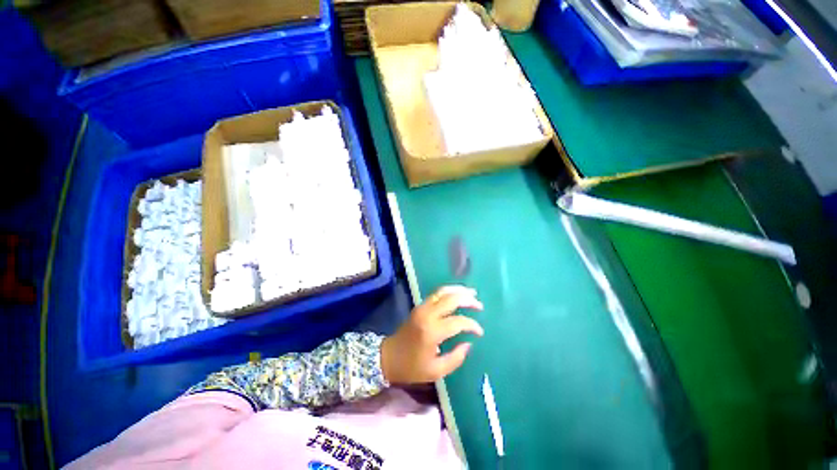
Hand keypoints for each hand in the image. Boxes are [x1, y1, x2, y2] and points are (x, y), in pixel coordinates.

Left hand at [381, 285, 483, 383]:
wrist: (388, 357)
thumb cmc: (411, 367)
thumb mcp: (436, 371)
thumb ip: (456, 358)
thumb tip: (468, 343)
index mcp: (432, 332)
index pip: (458, 322)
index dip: (472, 325)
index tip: (479, 332)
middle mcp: (428, 315)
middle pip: (451, 299)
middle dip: (468, 300)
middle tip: (479, 305)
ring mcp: (422, 307)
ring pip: (443, 291)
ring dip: (458, 290)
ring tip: (471, 293)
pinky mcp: (419, 306)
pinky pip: (436, 293)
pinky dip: (449, 291)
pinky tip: (457, 294)